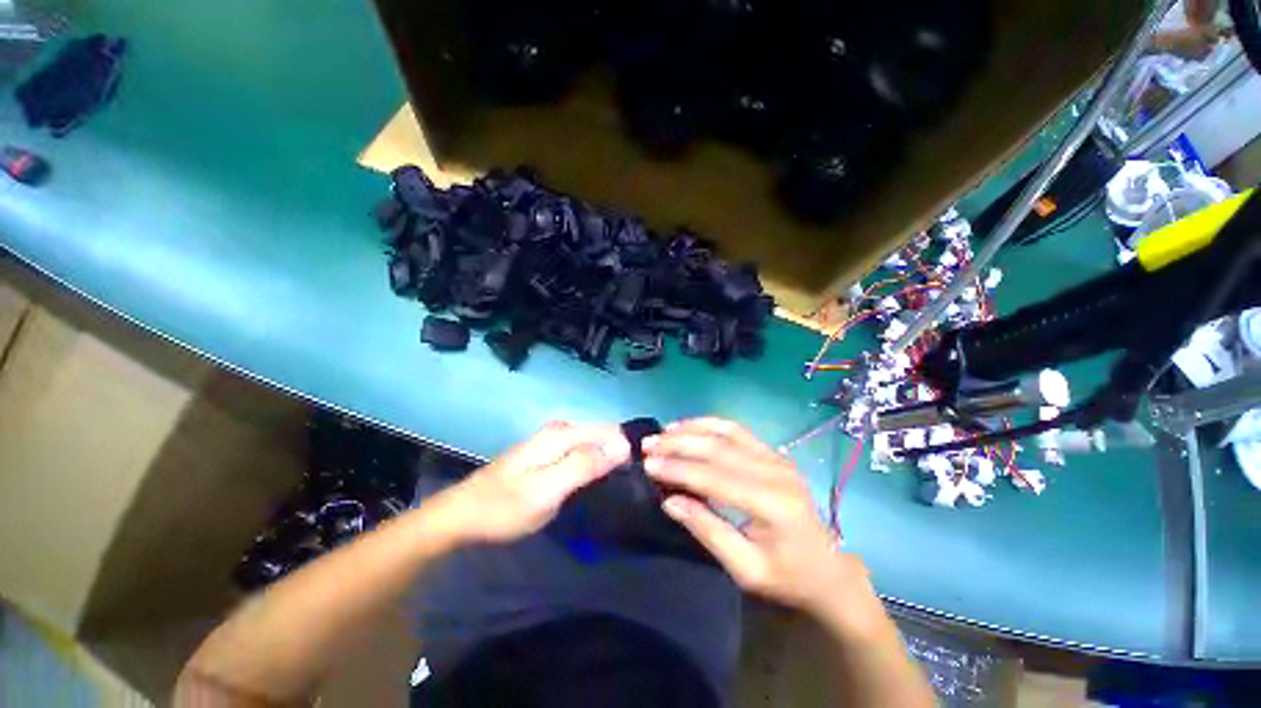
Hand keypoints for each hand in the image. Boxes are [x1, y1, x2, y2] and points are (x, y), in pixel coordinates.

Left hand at [437, 422, 629, 543]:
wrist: (463, 515)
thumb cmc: (504, 507)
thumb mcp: (547, 490)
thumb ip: (584, 465)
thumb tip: (623, 446)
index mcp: (562, 434)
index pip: (610, 431)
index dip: (627, 450)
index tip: (637, 476)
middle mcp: (561, 429)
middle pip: (603, 434)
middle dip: (619, 453)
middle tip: (629, 484)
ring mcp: (553, 440)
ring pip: (594, 442)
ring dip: (608, 459)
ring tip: (618, 483)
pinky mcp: (549, 452)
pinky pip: (583, 450)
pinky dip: (594, 462)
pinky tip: (597, 478)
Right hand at [644, 418, 876, 626]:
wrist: (828, 570)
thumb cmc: (787, 578)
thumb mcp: (745, 569)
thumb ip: (708, 531)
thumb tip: (669, 501)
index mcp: (771, 504)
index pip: (714, 477)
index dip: (678, 469)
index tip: (648, 464)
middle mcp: (775, 471)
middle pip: (718, 448)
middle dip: (679, 444)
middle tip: (648, 444)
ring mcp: (776, 457)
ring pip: (726, 432)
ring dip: (692, 429)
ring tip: (663, 431)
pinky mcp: (774, 453)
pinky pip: (738, 430)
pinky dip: (710, 424)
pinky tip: (690, 426)